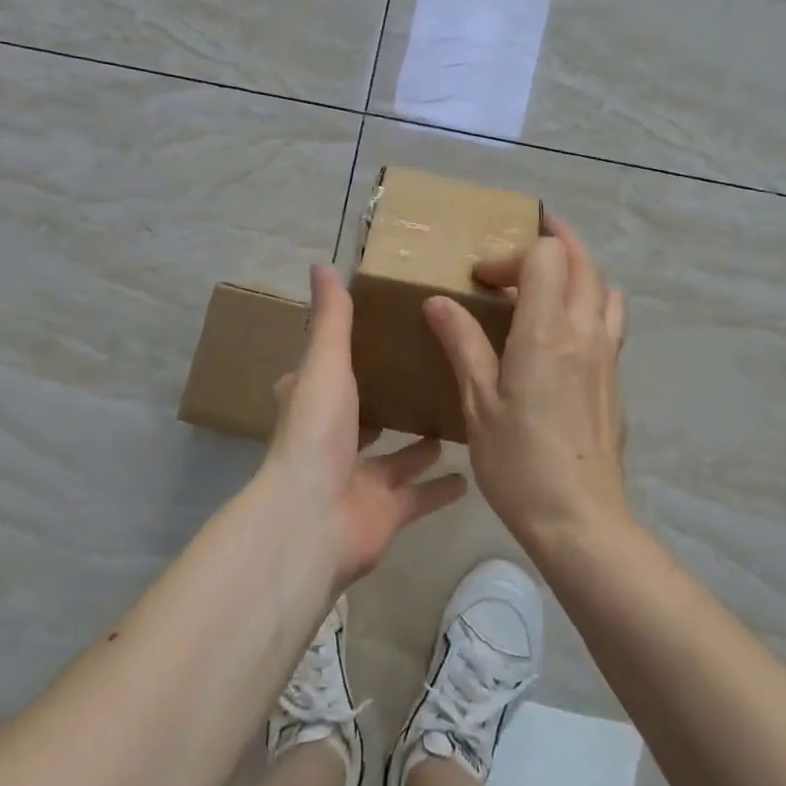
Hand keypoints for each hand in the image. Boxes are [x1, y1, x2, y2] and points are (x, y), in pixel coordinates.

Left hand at [267, 265, 466, 587]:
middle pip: (363, 416)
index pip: (324, 374)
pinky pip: (420, 496)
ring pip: (395, 457)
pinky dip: (442, 487)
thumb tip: (323, 264)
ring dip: (419, 442)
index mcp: (315, 404)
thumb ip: (332, 318)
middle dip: (388, 400)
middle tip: (428, 372)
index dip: (342, 357)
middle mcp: (334, 441)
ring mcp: (360, 480)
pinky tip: (472, 470)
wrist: (313, 520)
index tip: (376, 334)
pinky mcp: (386, 512)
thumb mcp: (327, 364)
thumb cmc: (317, 433)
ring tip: (456, 413)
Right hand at [423, 213, 630, 554]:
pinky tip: (566, 328)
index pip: (546, 256)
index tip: (482, 280)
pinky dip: (591, 300)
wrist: (581, 520)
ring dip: (579, 269)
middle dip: (555, 239)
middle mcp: (585, 330)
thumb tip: (438, 301)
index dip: (511, 255)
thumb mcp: (478, 402)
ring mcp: (607, 353)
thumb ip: (462, 343)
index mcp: (547, 331)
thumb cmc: (519, 462)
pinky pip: (611, 318)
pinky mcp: (615, 376)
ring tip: (549, 278)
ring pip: (604, 286)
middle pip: (582, 260)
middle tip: (526, 236)